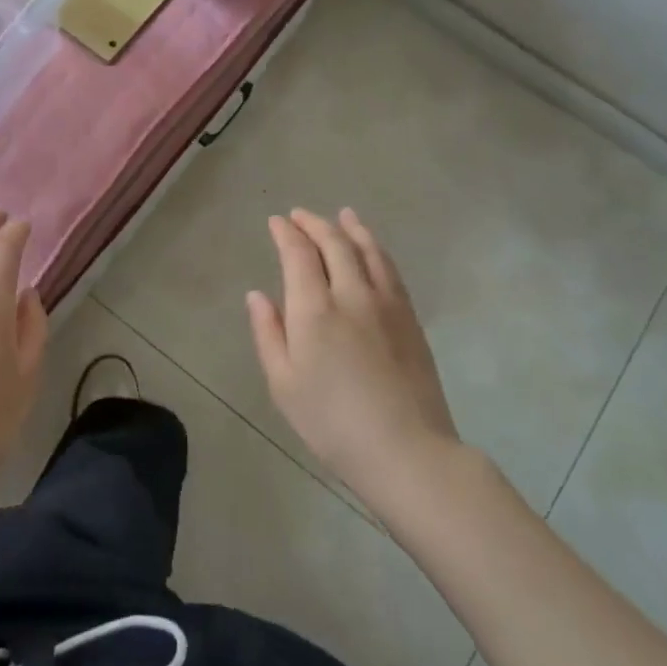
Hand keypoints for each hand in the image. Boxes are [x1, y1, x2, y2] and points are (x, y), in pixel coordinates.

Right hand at [246, 208, 458, 502]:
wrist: (406, 450)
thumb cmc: (332, 423)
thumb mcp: (284, 384)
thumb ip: (268, 334)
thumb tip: (256, 295)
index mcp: (314, 310)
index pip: (298, 255)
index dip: (286, 234)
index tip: (276, 222)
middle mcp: (351, 294)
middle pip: (334, 244)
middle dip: (314, 224)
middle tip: (299, 215)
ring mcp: (386, 303)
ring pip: (368, 250)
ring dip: (350, 228)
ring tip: (342, 215)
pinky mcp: (410, 318)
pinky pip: (390, 269)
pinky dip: (376, 249)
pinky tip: (372, 249)